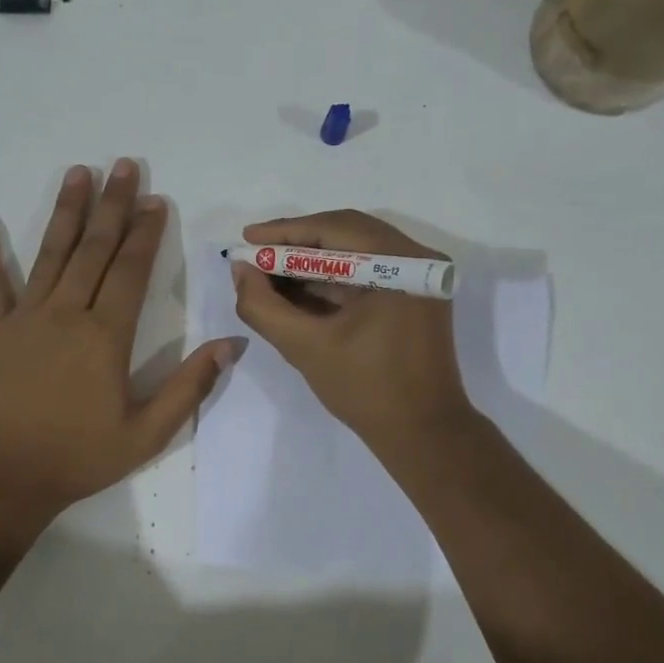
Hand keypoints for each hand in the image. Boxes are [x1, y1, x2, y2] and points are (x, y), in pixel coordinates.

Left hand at [0, 161, 239, 519]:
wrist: (6, 478)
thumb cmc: (81, 456)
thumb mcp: (148, 432)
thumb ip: (189, 386)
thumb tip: (231, 344)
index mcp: (105, 336)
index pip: (130, 271)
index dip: (146, 234)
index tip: (156, 201)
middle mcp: (66, 314)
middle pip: (94, 249)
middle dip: (112, 206)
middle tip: (123, 165)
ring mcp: (25, 318)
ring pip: (50, 254)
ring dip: (66, 212)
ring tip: (78, 173)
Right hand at [231, 209, 476, 453]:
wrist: (422, 434)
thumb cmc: (366, 389)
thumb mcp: (305, 347)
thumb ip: (264, 306)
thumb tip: (241, 270)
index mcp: (400, 263)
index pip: (334, 229)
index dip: (285, 232)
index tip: (246, 239)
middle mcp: (416, 259)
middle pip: (346, 234)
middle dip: (296, 246)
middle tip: (255, 256)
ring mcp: (419, 279)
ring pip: (355, 254)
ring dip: (311, 264)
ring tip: (268, 275)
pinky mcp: (414, 298)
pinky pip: (367, 275)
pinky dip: (331, 281)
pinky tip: (296, 291)